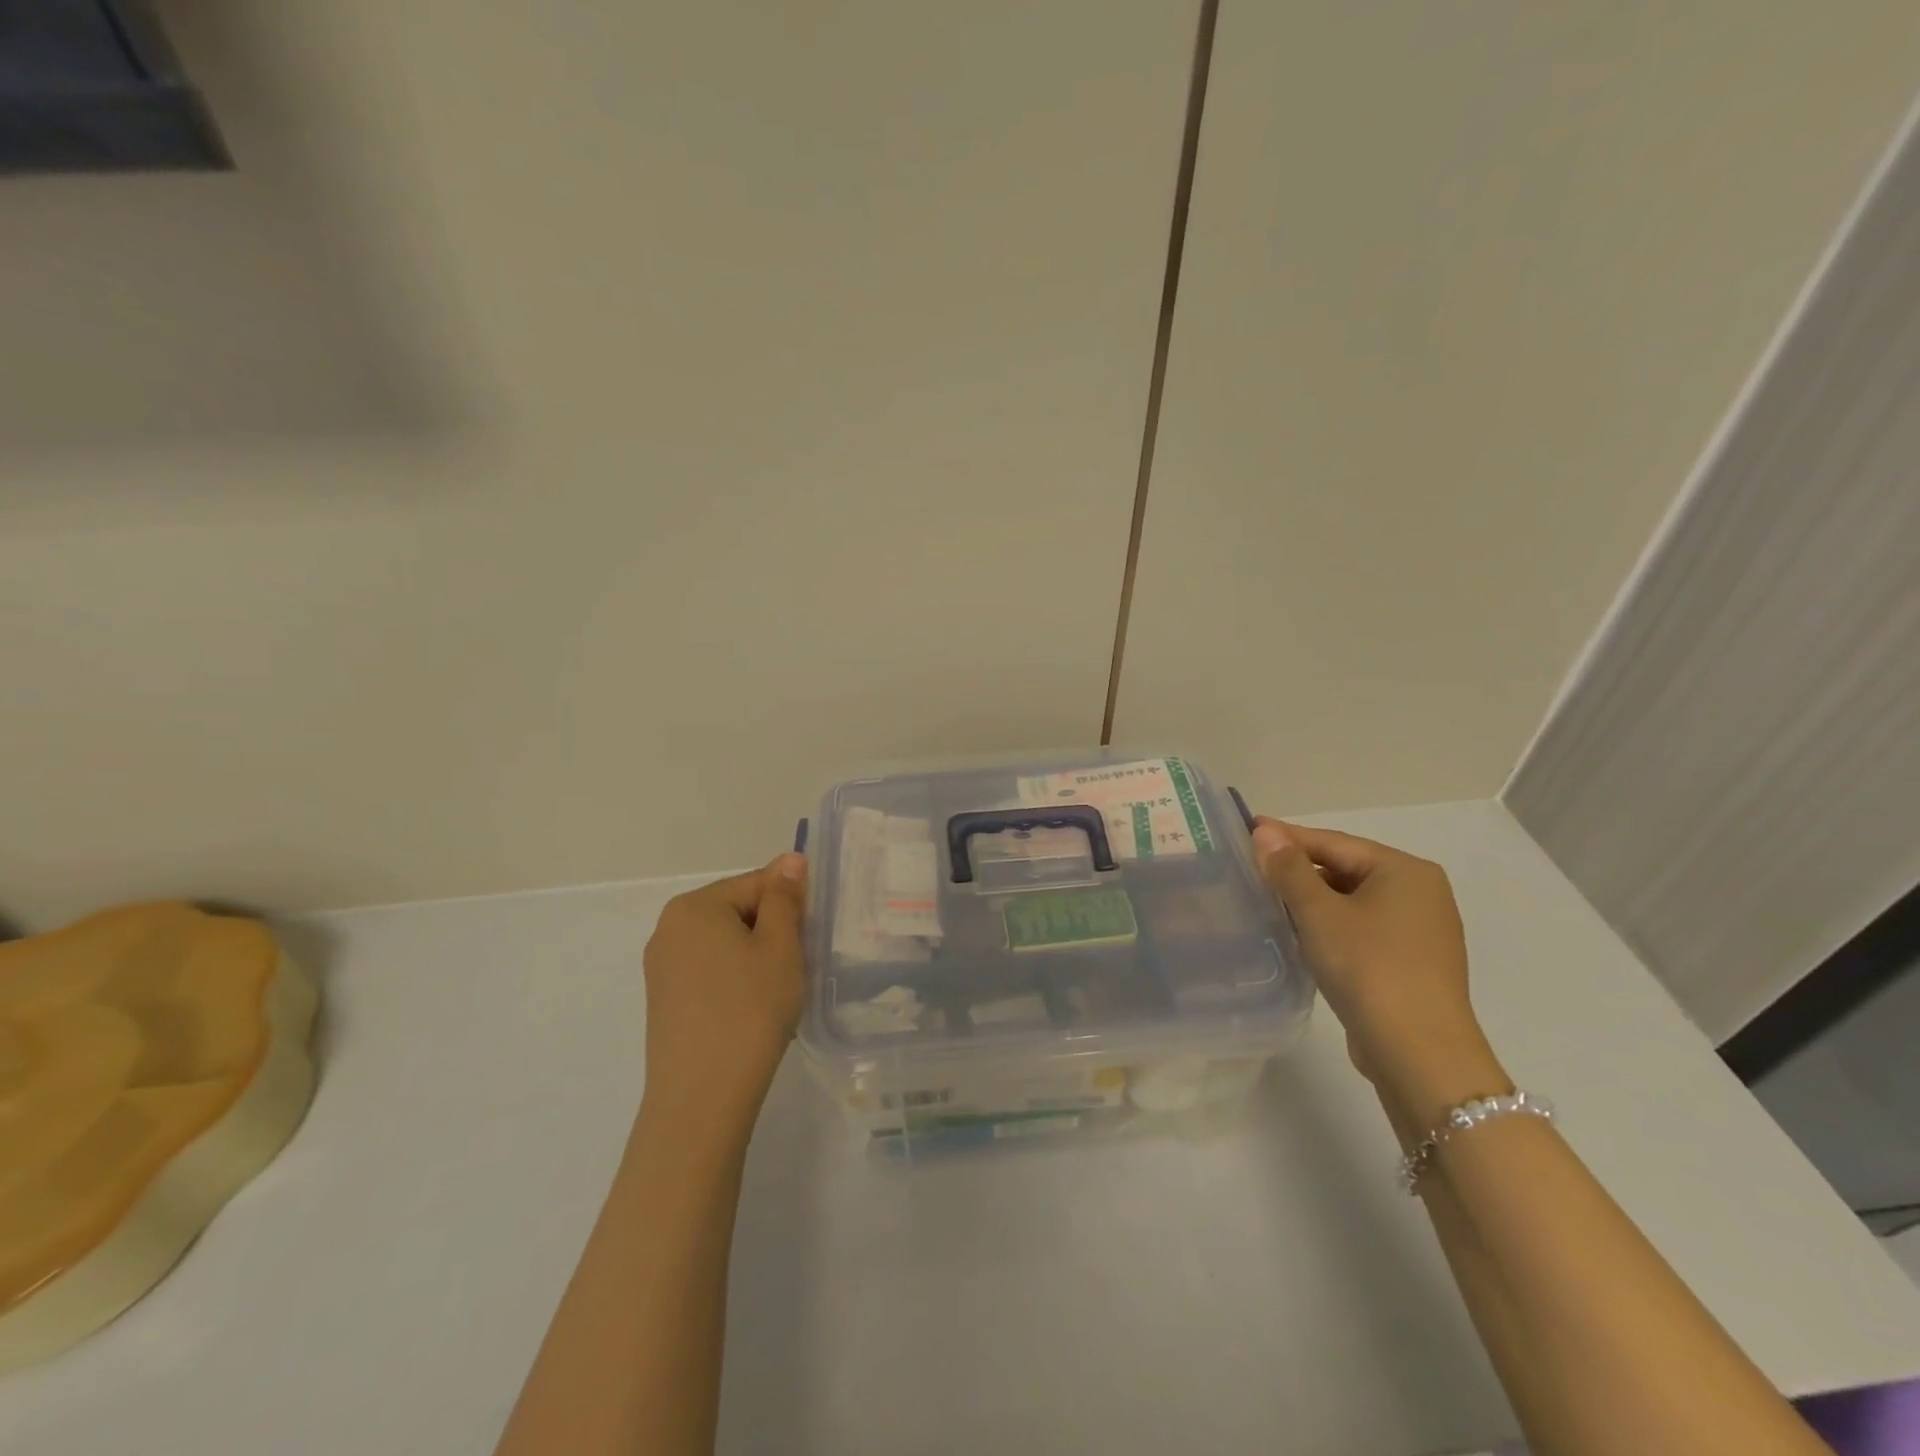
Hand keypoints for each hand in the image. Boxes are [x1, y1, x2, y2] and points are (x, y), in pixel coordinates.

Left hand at [641, 854, 808, 1123]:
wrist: (702, 1098)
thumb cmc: (750, 1010)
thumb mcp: (780, 947)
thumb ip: (785, 898)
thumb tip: (789, 859)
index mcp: (695, 906)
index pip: (757, 882)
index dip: (791, 905)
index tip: (810, 936)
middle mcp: (669, 928)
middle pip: (738, 910)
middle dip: (772, 930)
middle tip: (796, 966)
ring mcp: (661, 967)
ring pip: (725, 943)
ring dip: (755, 956)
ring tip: (775, 992)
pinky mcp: (664, 1000)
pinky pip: (710, 971)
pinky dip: (735, 980)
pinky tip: (751, 1010)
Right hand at [1250, 818, 1491, 1093]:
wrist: (1420, 1054)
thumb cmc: (1368, 968)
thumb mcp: (1319, 913)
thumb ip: (1288, 869)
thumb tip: (1264, 832)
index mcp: (1405, 870)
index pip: (1334, 842)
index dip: (1287, 836)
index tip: (1248, 829)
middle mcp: (1421, 893)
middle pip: (1346, 868)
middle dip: (1299, 868)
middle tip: (1252, 865)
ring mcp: (1421, 931)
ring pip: (1353, 900)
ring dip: (1312, 898)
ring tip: (1268, 897)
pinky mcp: (1413, 963)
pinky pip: (1363, 927)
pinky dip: (1331, 924)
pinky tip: (1302, 933)